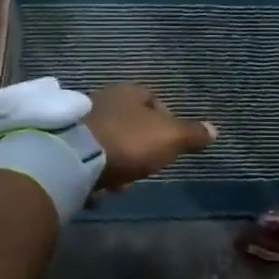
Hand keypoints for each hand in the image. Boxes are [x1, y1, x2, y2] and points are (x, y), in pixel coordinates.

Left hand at [84, 85, 216, 189]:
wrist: (74, 159)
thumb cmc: (129, 141)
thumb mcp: (170, 137)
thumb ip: (192, 134)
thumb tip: (214, 130)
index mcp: (128, 92)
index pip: (153, 98)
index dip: (167, 119)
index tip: (172, 142)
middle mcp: (102, 100)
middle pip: (131, 122)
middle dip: (142, 144)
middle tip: (149, 164)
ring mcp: (80, 122)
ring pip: (111, 140)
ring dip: (121, 159)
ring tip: (125, 181)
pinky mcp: (65, 144)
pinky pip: (90, 157)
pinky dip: (99, 170)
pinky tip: (104, 186)